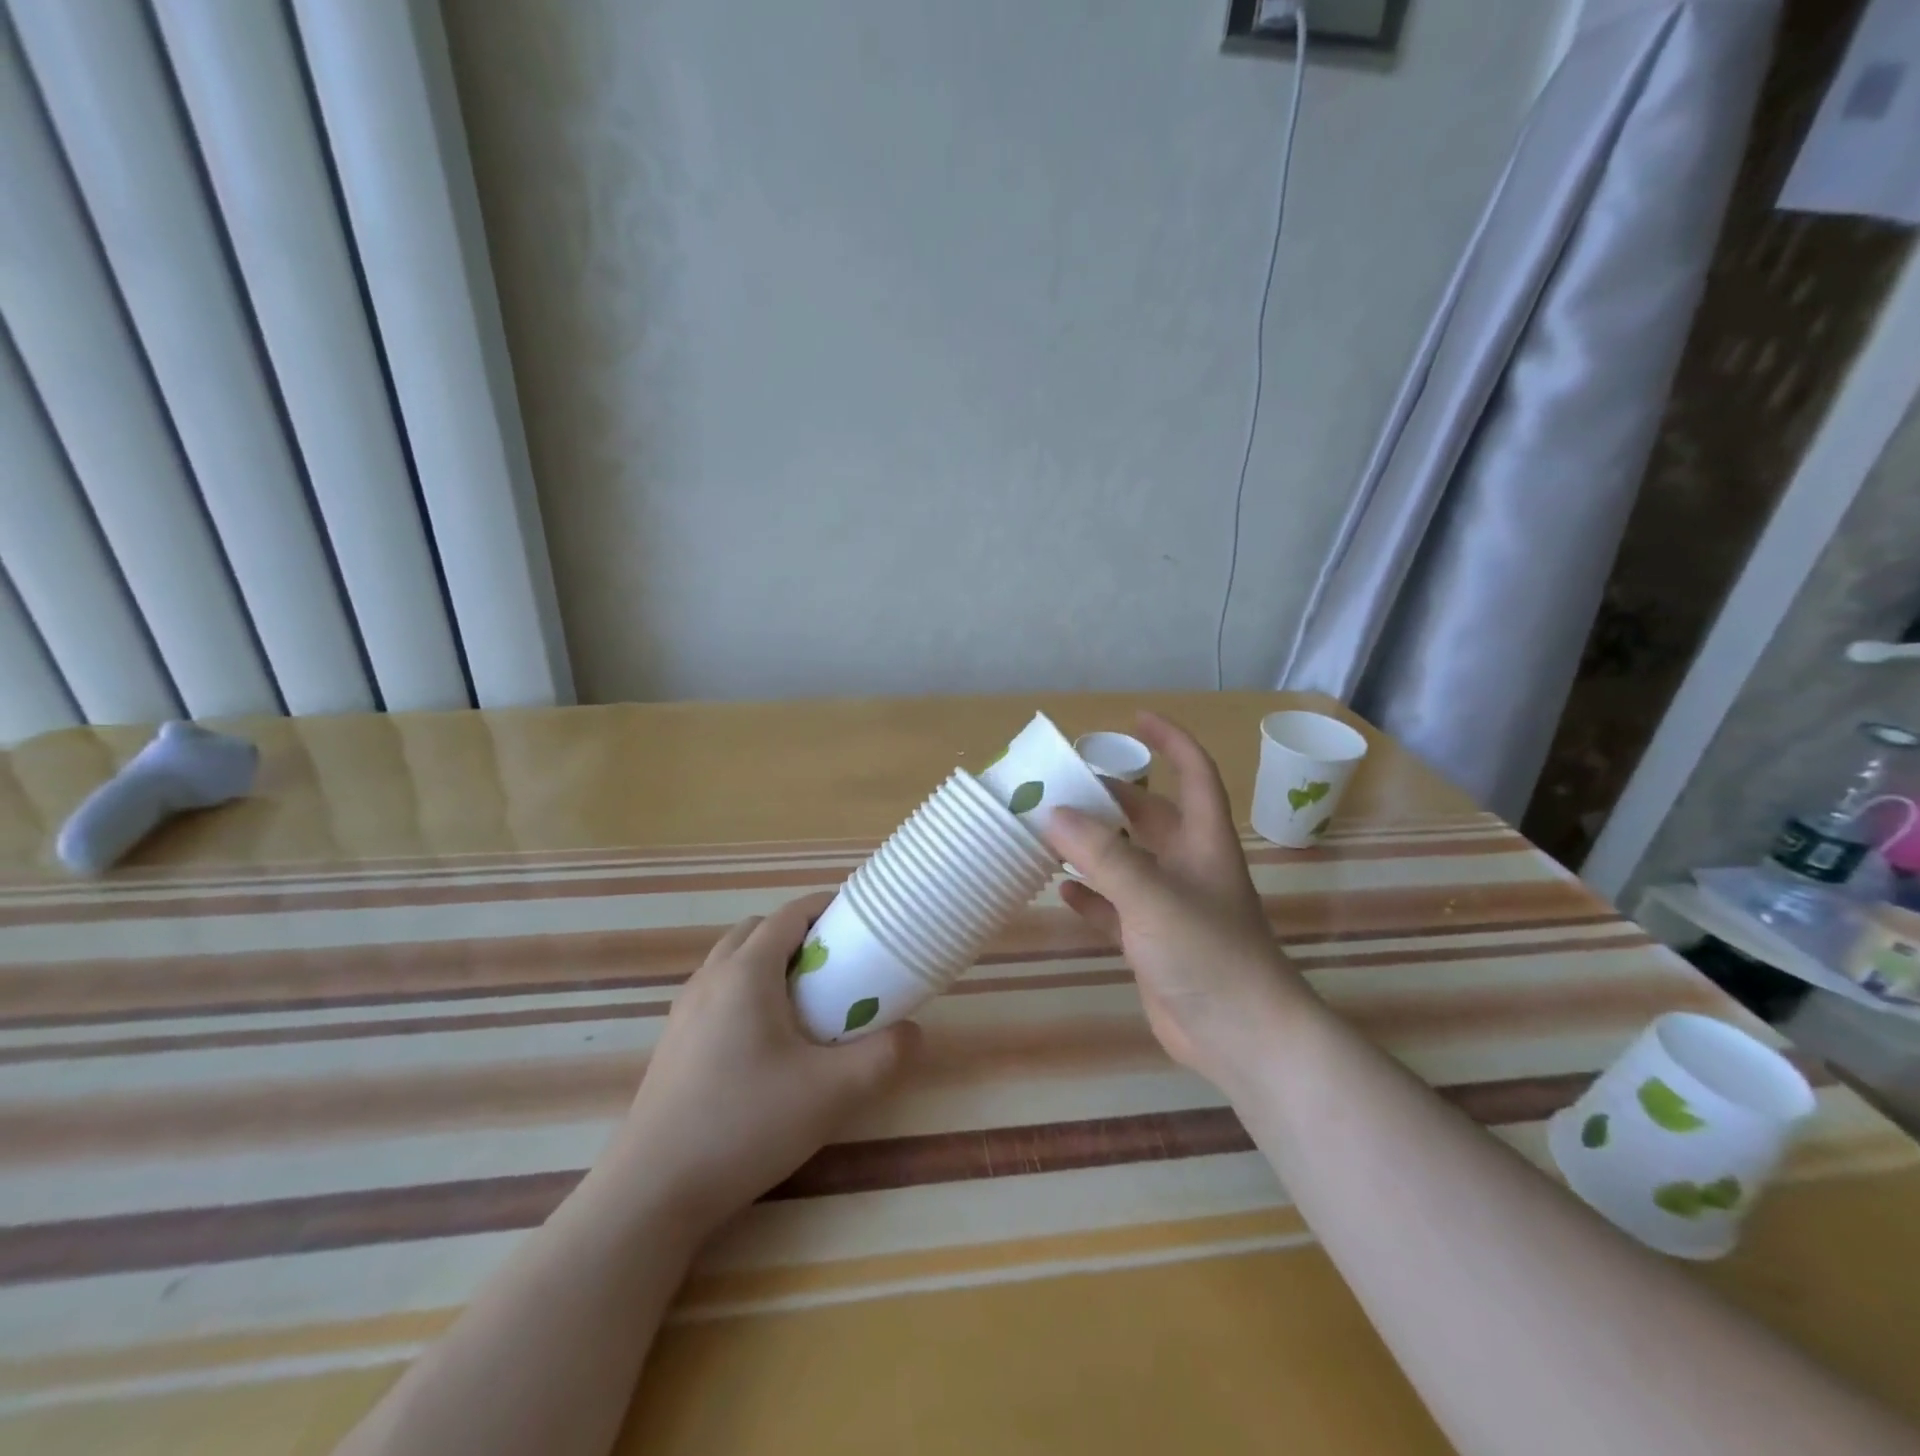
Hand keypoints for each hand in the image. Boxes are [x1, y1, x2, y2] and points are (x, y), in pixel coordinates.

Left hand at [600, 893, 919, 1232]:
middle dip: (799, 934)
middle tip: (837, 965)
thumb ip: (883, 1056)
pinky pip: (717, 991)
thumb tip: (914, 1032)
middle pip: (758, 930)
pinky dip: (747, 990)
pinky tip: (767, 1041)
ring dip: (770, 962)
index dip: (826, 908)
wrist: (654, 1191)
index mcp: (746, 972)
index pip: (789, 915)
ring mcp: (685, 1010)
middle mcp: (710, 978)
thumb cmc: (746, 1125)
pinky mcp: (674, 1041)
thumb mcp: (832, 1093)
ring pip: (732, 961)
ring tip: (805, 1002)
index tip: (860, 919)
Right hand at [1051, 713, 1309, 1090]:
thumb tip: (1054, 814)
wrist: (1242, 1037)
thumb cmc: (1208, 953)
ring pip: (1127, 862)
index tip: (1134, 719)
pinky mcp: (1152, 943)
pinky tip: (1061, 891)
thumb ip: (1103, 854)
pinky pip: (1114, 908)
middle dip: (1112, 797)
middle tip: (1064, 784)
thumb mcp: (1152, 895)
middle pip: (1149, 816)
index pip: (1194, 773)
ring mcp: (1169, 906)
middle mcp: (1188, 866)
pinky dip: (1090, 897)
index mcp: (1203, 841)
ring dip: (1094, 847)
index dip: (1170, 741)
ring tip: (1050, 831)